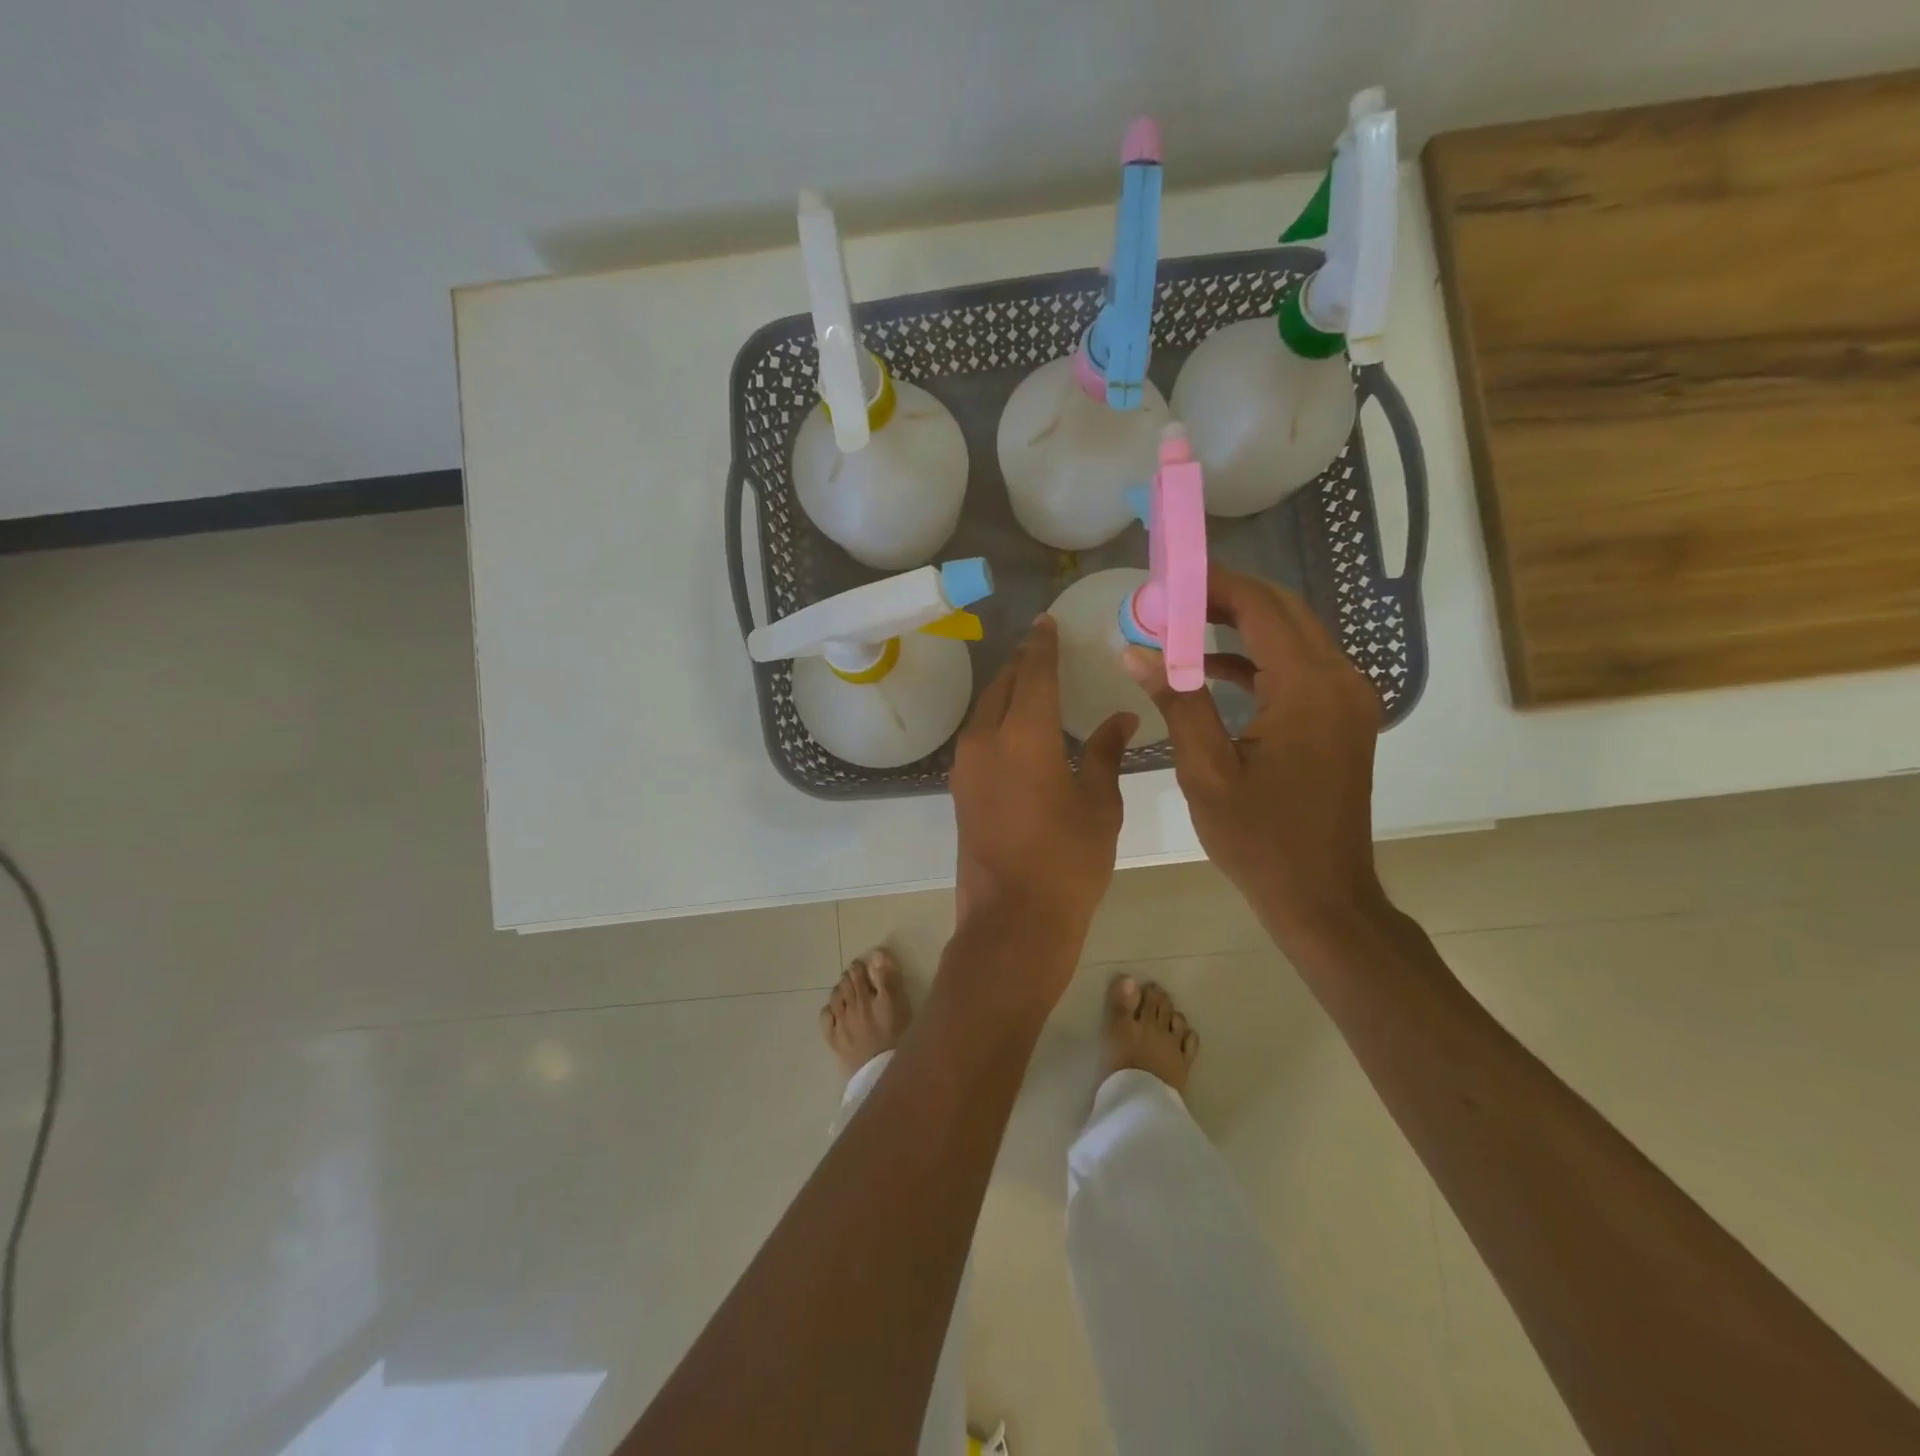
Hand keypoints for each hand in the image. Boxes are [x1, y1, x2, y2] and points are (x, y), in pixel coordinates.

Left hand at [950, 616, 1134, 1001]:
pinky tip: (1017, 728)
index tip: (1047, 622)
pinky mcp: (960, 788)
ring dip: (1006, 691)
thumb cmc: (1067, 862)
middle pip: (1002, 685)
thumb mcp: (1099, 806)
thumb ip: (1105, 754)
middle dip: (1022, 663)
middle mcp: (986, 739)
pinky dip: (997, 720)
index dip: (1043, 644)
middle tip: (1043, 649)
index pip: (1034, 672)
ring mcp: (966, 765)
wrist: (1012, 920)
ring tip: (1031, 683)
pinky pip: (978, 736)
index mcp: (1024, 734)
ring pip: (985, 710)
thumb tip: (1121, 719)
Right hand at [1124, 566, 1384, 942]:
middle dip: (1225, 596)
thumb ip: (1177, 701)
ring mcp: (1348, 698)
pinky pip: (1299, 667)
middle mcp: (1340, 680)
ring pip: (1293, 635)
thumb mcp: (1206, 771)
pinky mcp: (1344, 717)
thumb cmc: (1259, 840)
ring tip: (1181, 624)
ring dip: (1240, 624)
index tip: (1168, 575)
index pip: (1261, 608)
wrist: (1322, 895)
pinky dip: (1257, 658)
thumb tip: (1135, 650)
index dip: (1214, 584)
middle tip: (1170, 598)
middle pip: (1282, 612)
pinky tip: (1212, 668)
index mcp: (1307, 688)